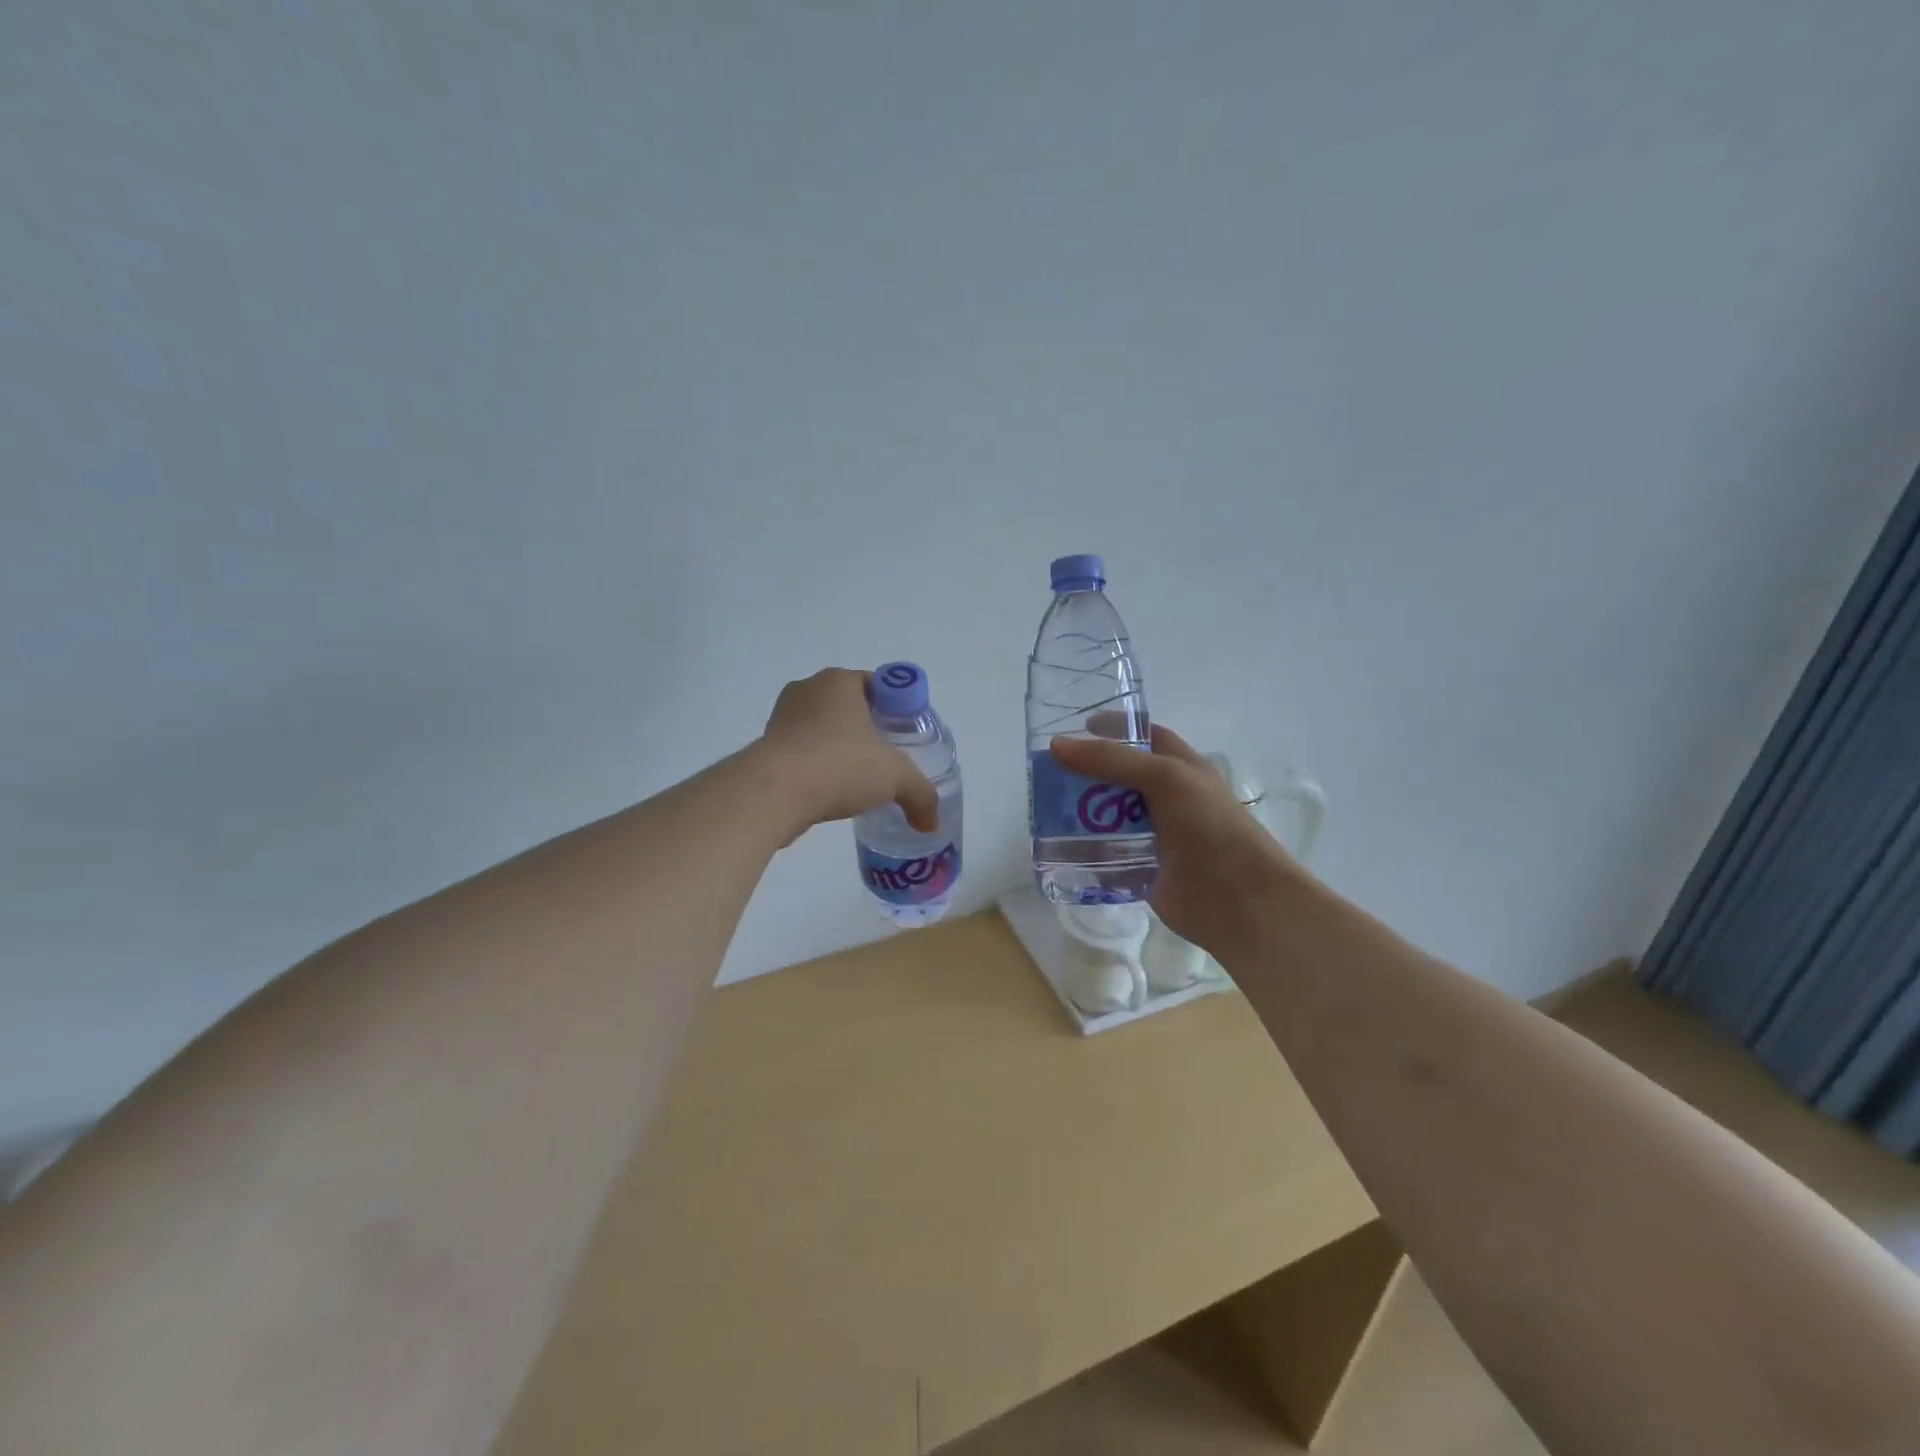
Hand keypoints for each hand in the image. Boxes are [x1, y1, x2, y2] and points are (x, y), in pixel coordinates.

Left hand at [757, 669, 938, 842]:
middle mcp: (807, 690)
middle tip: (888, 759)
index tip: (905, 737)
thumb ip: (921, 795)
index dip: (896, 709)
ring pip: (822, 731)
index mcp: (839, 681)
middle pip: (849, 707)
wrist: (773, 793)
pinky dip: (817, 768)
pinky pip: (802, 753)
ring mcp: (781, 718)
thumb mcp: (896, 777)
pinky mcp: (765, 748)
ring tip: (859, 780)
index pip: (877, 685)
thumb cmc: (840, 764)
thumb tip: (932, 823)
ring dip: (839, 750)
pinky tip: (831, 793)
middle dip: (868, 731)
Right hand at [1049, 724, 1299, 954]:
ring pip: (1107, 816)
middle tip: (1046, 772)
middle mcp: (1166, 798)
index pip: (1145, 736)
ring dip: (1078, 812)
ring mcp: (1153, 834)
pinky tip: (1054, 845)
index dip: (1115, 728)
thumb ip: (1112, 760)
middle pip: (1118, 777)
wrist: (1237, 899)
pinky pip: (1105, 854)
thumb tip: (1056, 745)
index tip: (1077, 726)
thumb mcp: (1165, 778)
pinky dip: (1083, 850)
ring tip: (1042, 808)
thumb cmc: (1210, 826)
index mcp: (1181, 768)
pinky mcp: (1140, 867)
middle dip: (1085, 773)